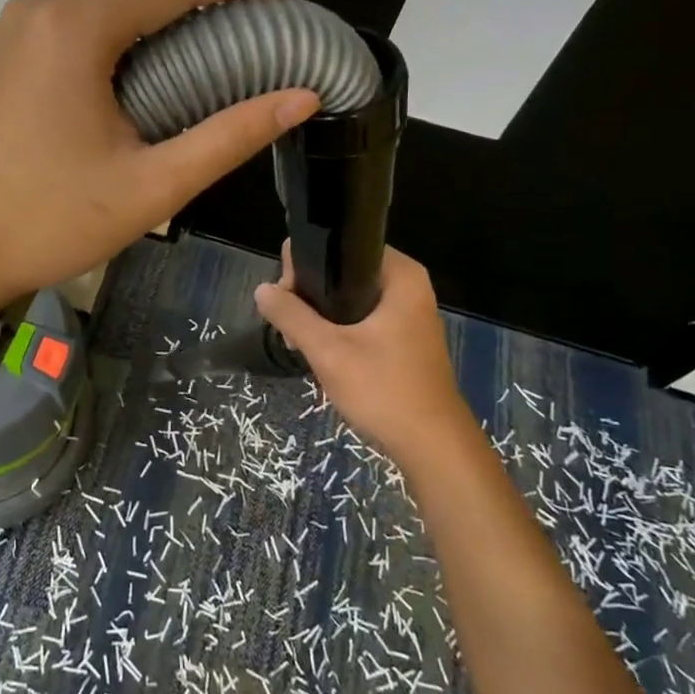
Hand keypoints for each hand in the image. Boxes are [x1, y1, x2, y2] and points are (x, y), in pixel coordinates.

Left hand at [0, 0, 321, 311]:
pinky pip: (75, 34)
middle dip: (203, 6)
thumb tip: (301, 98)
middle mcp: (37, 12)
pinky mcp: (1, 57)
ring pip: (106, 13)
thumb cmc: (49, 221)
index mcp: (73, 28)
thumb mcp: (151, 187)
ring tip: (220, 52)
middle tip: (262, 30)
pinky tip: (152, 72)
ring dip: (162, 27)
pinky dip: (121, 44)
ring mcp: (12, 32)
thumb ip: (229, 137)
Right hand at [254, 244, 467, 456]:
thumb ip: (291, 315)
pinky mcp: (403, 336)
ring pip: (349, 296)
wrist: (433, 447)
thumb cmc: (384, 390)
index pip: (340, 246)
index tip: (288, 298)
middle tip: (291, 327)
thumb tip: (261, 289)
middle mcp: (407, 285)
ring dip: (321, 315)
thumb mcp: (328, 351)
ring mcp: (408, 312)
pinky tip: (322, 352)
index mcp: (400, 275)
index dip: (305, 265)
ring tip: (300, 343)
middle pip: (342, 271)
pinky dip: (339, 329)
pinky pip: (361, 317)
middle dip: (310, 294)